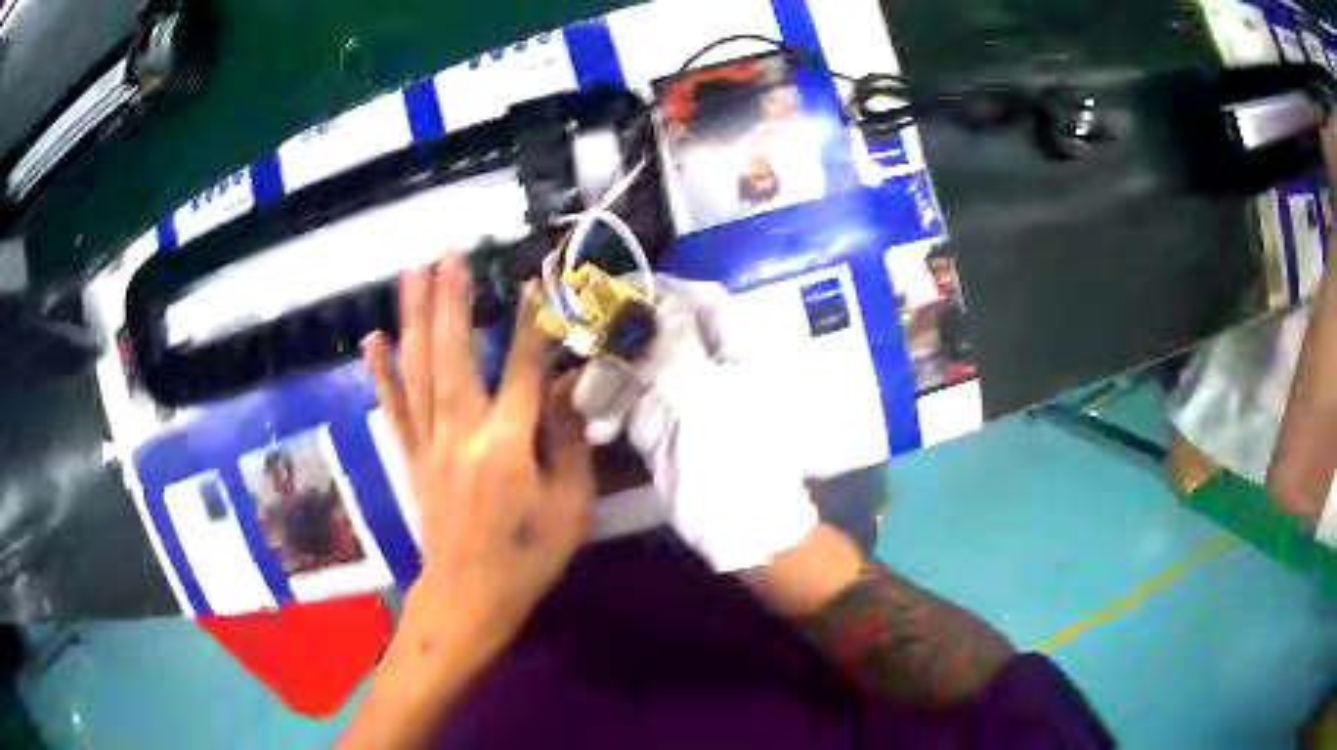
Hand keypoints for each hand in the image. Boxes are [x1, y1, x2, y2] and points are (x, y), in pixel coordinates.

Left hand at [362, 253, 593, 649]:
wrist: (469, 596)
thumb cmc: (528, 558)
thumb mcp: (571, 507)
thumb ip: (568, 442)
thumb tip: (565, 387)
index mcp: (506, 447)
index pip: (521, 370)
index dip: (531, 322)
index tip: (536, 279)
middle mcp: (460, 434)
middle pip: (452, 355)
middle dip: (450, 300)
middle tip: (448, 254)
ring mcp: (428, 443)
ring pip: (417, 370)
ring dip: (415, 317)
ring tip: (413, 272)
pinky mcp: (411, 456)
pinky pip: (394, 407)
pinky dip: (381, 370)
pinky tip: (372, 337)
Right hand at [573, 275, 816, 571]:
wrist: (743, 530)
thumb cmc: (736, 463)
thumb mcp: (706, 400)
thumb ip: (677, 349)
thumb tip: (659, 300)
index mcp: (739, 352)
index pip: (702, 300)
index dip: (661, 290)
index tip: (615, 289)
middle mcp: (712, 365)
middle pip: (660, 332)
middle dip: (620, 339)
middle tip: (581, 345)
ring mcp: (688, 395)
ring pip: (639, 367)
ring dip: (608, 381)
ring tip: (585, 404)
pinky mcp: (667, 425)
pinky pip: (631, 404)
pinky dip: (611, 412)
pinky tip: (597, 430)